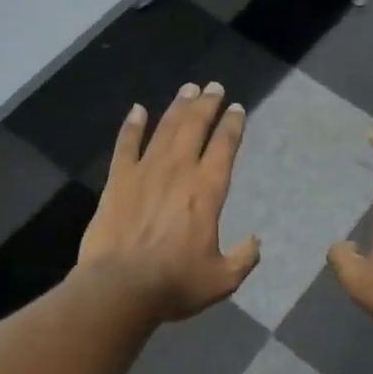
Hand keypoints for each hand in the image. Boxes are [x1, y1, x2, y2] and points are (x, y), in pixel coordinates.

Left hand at [78, 83, 260, 322]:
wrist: (120, 287)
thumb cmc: (175, 283)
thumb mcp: (222, 279)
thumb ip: (243, 258)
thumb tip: (255, 241)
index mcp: (207, 190)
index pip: (224, 146)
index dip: (232, 125)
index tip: (237, 109)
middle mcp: (178, 170)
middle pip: (195, 126)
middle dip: (207, 104)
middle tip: (214, 87)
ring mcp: (145, 171)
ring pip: (165, 128)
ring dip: (178, 106)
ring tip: (188, 89)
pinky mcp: (118, 179)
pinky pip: (126, 144)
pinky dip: (132, 125)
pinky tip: (137, 110)